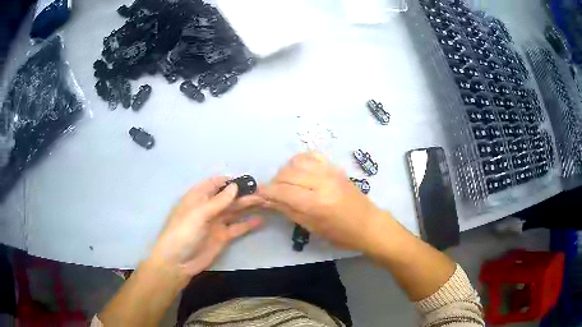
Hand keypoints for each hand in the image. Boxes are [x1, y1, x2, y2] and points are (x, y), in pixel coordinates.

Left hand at [149, 176, 262, 283]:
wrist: (178, 262)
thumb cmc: (183, 233)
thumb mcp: (199, 214)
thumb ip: (218, 201)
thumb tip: (235, 186)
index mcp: (198, 197)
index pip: (215, 183)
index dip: (230, 180)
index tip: (247, 180)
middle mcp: (208, 208)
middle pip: (228, 197)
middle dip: (243, 193)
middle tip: (263, 191)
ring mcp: (216, 223)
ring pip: (235, 211)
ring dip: (248, 206)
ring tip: (266, 201)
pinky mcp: (223, 237)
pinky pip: (237, 227)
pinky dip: (248, 224)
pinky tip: (261, 220)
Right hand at [260, 152, 387, 251]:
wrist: (368, 224)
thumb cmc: (341, 234)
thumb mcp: (312, 228)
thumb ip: (289, 210)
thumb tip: (269, 200)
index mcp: (315, 204)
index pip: (282, 191)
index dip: (267, 191)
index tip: (259, 194)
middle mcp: (321, 183)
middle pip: (287, 173)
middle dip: (275, 182)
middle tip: (273, 191)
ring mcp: (330, 172)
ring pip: (297, 161)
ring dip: (286, 171)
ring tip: (286, 182)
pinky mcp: (335, 167)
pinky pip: (312, 155)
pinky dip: (300, 161)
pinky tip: (299, 171)